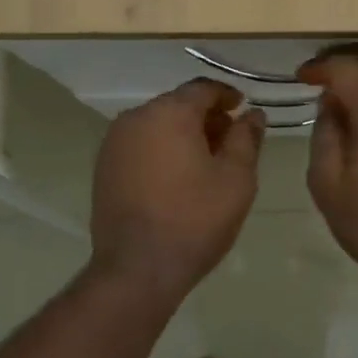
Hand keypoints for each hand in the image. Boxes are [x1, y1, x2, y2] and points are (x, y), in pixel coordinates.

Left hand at [89, 79, 266, 299]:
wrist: (137, 268)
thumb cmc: (195, 219)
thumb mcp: (236, 178)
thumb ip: (246, 138)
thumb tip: (253, 114)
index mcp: (169, 112)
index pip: (202, 88)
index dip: (227, 96)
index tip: (244, 110)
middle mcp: (136, 117)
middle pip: (177, 104)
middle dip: (205, 116)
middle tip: (230, 140)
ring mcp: (114, 142)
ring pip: (157, 124)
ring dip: (183, 133)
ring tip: (206, 162)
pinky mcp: (104, 167)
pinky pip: (140, 144)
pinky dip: (161, 149)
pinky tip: (178, 177)